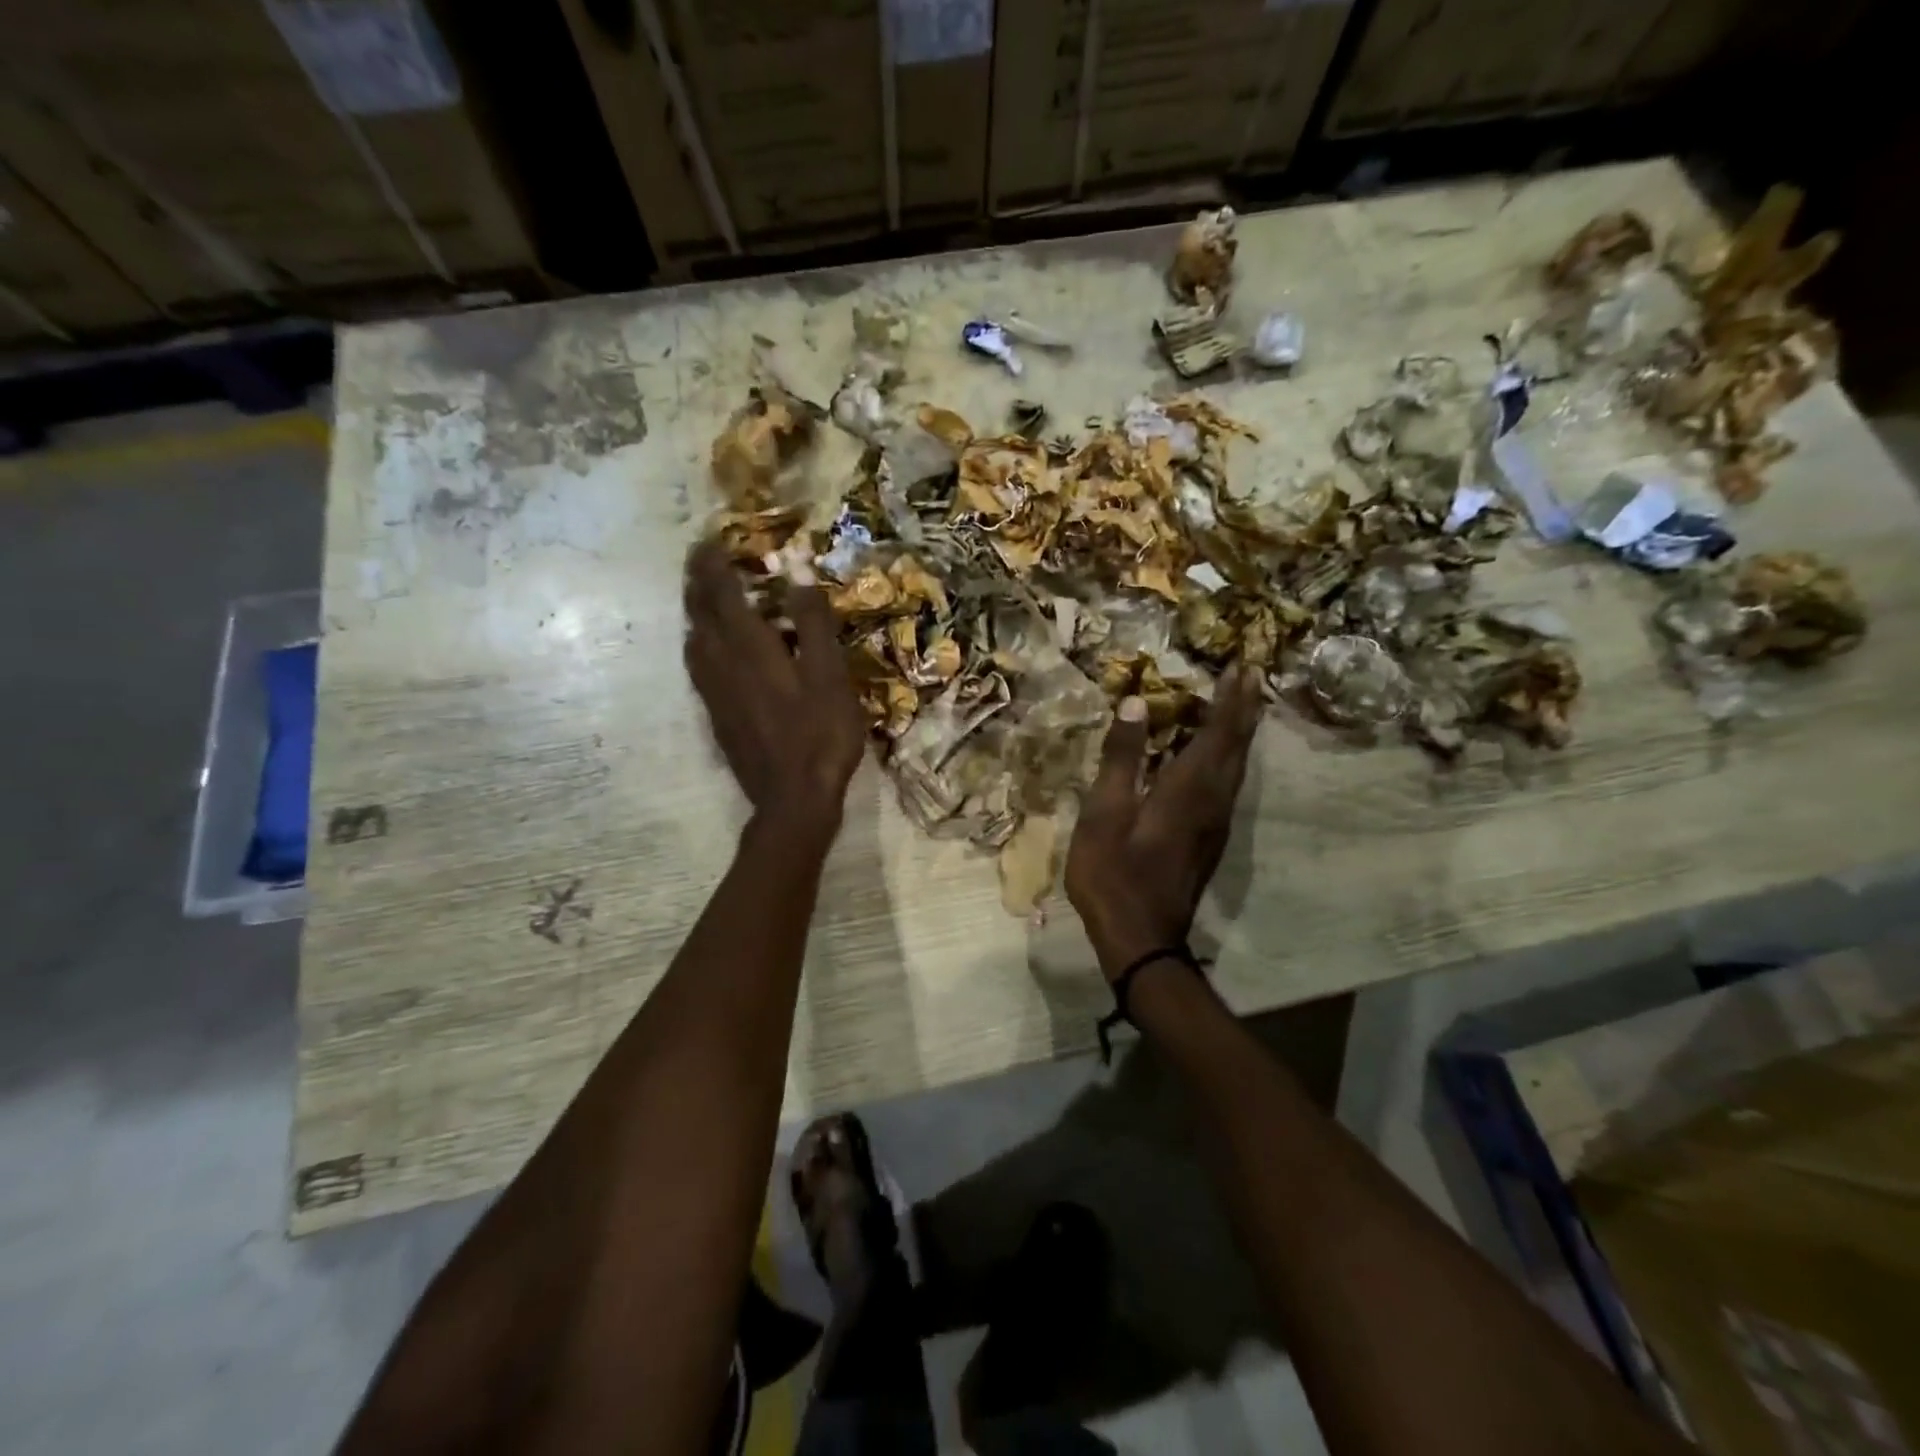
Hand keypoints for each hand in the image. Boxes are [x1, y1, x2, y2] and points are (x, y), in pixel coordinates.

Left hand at [684, 543, 865, 830]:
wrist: (793, 798)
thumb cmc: (820, 735)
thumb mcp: (830, 677)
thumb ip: (814, 625)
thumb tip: (798, 575)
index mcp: (750, 648)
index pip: (721, 593)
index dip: (713, 563)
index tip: (710, 538)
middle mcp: (722, 664)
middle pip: (698, 613)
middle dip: (697, 581)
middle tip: (701, 559)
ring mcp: (714, 692)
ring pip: (693, 640)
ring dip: (694, 611)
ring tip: (703, 596)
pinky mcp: (716, 715)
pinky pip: (697, 667)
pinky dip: (699, 643)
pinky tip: (709, 650)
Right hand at [1066, 666, 1263, 978]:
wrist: (1140, 937)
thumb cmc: (1113, 872)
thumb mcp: (1104, 812)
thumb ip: (1122, 756)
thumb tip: (1139, 702)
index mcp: (1190, 788)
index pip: (1220, 731)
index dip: (1231, 697)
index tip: (1242, 665)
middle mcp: (1214, 800)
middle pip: (1237, 745)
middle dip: (1245, 708)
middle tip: (1250, 675)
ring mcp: (1216, 823)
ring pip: (1237, 767)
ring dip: (1241, 732)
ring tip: (1241, 705)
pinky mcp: (1209, 839)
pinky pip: (1228, 784)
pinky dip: (1229, 757)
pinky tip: (1216, 756)